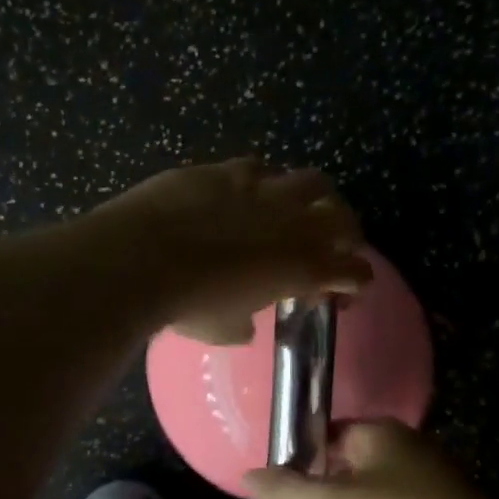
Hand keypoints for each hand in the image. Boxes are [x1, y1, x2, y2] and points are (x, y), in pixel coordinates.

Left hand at [91, 159, 372, 343]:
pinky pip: (259, 168)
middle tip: (331, 246)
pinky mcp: (226, 169)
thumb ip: (243, 324)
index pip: (354, 271)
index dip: (354, 282)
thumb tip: (243, 325)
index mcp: (304, 267)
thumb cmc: (188, 304)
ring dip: (311, 197)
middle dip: (345, 232)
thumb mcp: (223, 330)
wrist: (143, 256)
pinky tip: (246, 193)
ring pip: (310, 180)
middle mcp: (294, 222)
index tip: (343, 292)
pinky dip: (262, 182)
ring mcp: (263, 188)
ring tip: (295, 210)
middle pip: (344, 217)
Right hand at [244, 421, 498, 498]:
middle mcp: (406, 444)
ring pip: (377, 483)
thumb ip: (288, 489)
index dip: (303, 454)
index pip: (329, 432)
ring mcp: (431, 476)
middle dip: (328, 481)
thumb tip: (247, 474)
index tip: (284, 480)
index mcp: (378, 432)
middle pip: (352, 456)